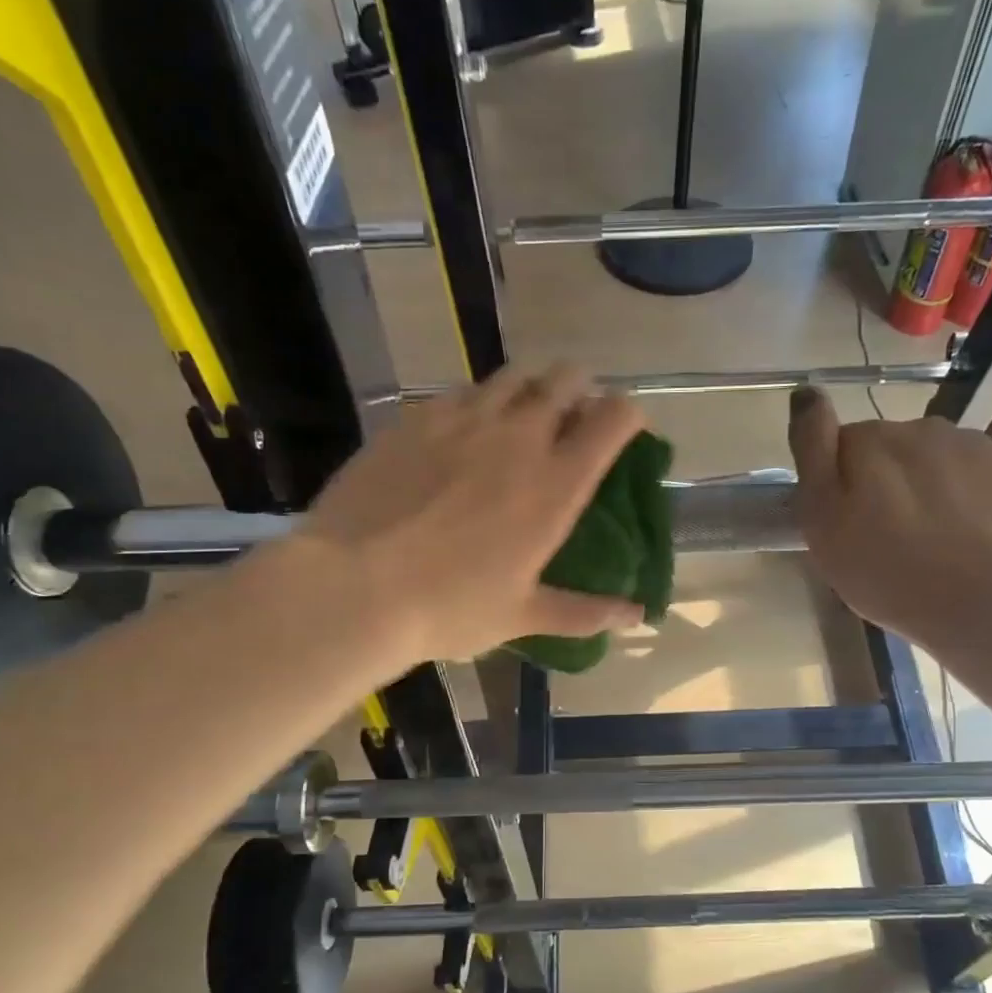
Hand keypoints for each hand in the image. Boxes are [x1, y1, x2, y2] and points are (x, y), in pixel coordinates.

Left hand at [294, 364, 647, 663]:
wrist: (354, 587)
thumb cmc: (450, 607)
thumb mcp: (522, 615)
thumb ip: (585, 611)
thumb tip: (637, 616)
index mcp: (556, 483)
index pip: (614, 418)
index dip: (628, 414)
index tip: (625, 428)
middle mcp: (518, 436)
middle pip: (566, 379)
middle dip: (579, 389)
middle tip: (570, 418)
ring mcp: (463, 419)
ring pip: (512, 376)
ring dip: (529, 388)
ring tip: (518, 417)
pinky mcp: (415, 418)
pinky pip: (459, 392)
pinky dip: (475, 402)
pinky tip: (461, 433)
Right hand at [787, 388, 991, 648]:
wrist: (980, 604)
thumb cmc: (883, 571)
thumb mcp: (820, 519)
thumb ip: (811, 449)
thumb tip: (807, 391)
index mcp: (868, 440)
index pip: (841, 446)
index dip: (839, 484)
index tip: (846, 523)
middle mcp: (921, 427)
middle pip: (890, 449)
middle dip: (885, 481)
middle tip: (886, 537)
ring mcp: (974, 442)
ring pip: (936, 456)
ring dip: (928, 484)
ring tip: (931, 538)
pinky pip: (978, 469)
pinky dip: (970, 491)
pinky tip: (968, 531)